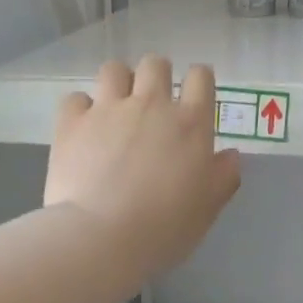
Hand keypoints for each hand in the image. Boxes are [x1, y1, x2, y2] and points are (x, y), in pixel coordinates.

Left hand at [45, 56, 241, 279]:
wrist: (101, 238)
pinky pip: (75, 98)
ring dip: (118, 83)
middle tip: (152, 103)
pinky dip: (80, 110)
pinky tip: (83, 128)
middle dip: (156, 75)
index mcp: (190, 123)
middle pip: (155, 64)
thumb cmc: (164, 228)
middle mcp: (150, 105)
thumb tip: (231, 155)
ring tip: (116, 107)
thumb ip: (223, 177)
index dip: (198, 80)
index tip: (194, 95)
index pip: (200, 77)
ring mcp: (108, 110)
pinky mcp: (72, 123)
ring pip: (114, 69)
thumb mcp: (207, 209)